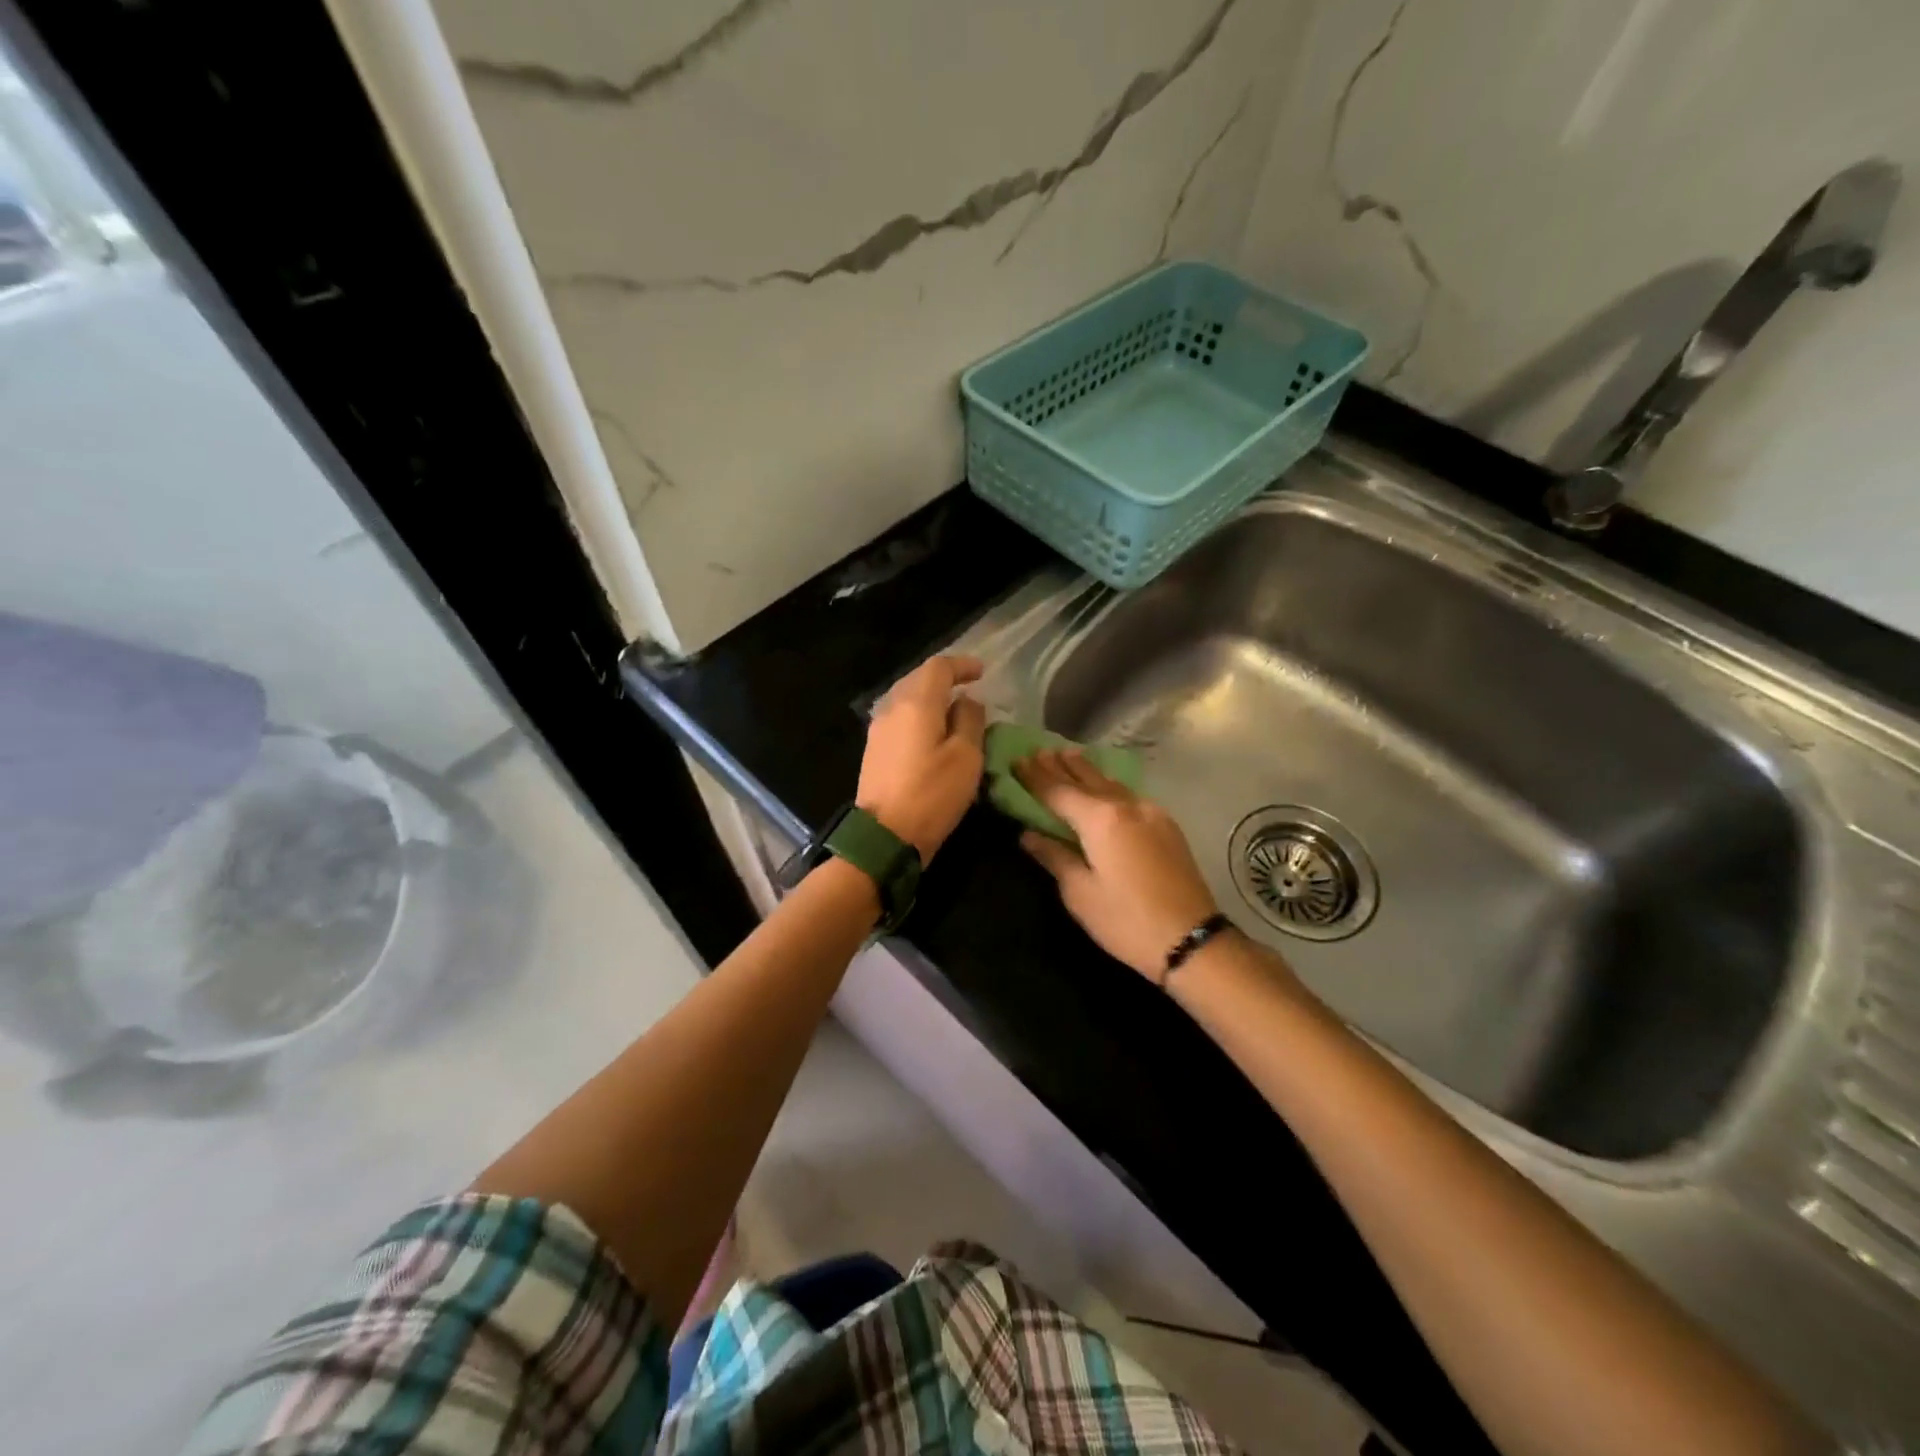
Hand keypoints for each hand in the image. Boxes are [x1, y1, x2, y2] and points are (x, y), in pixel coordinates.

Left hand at [857, 655, 986, 862]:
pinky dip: (919, 715)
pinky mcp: (874, 750)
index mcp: (916, 704)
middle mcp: (892, 708)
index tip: (982, 672)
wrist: (884, 836)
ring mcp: (878, 730)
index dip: (962, 665)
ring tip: (953, 709)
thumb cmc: (932, 795)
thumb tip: (967, 701)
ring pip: (906, 698)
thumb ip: (970, 720)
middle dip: (944, 678)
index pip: (938, 667)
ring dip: (930, 697)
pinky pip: (899, 718)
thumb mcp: (966, 757)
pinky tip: (932, 731)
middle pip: (918, 679)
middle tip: (969, 686)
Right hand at [1014, 750, 1221, 979]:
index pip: (1058, 791)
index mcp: (1100, 819)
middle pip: (1086, 779)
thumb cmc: (1126, 920)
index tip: (1017, 760)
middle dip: (1060, 765)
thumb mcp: (1080, 893)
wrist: (1191, 939)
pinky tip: (1104, 787)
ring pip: (1111, 784)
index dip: (1035, 776)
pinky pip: (1129, 795)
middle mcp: (1125, 805)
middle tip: (1039, 751)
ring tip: (1068, 756)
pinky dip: (1109, 786)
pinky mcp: (1166, 826)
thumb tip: (1029, 834)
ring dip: (1087, 771)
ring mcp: (1150, 813)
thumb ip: (1054, 856)